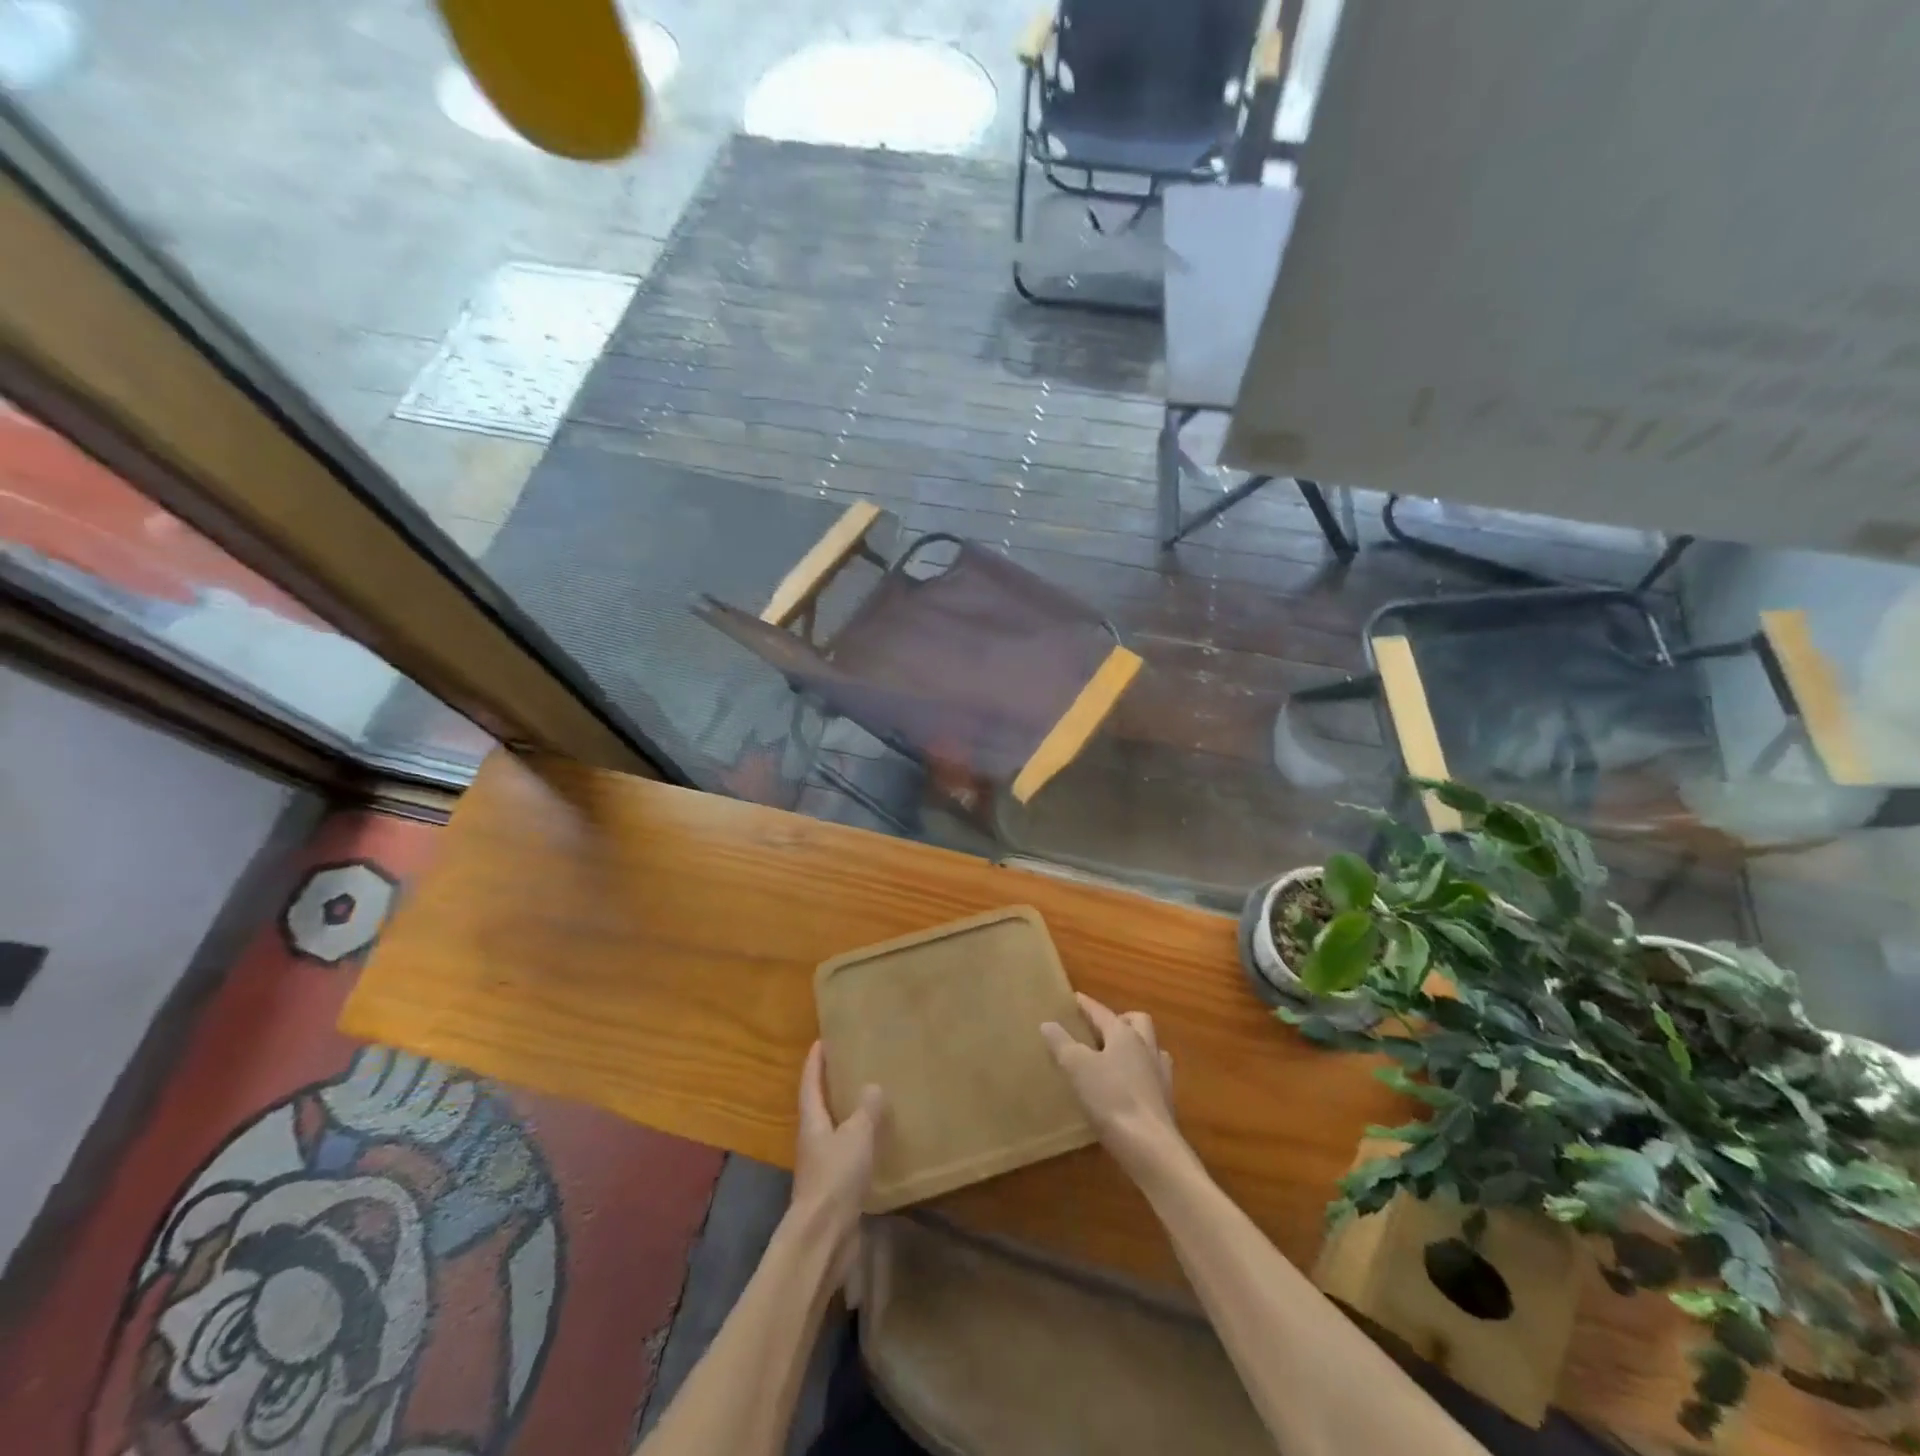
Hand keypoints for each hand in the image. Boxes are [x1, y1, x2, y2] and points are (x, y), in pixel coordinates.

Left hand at [792, 1042, 883, 1243]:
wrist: (823, 1239)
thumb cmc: (835, 1178)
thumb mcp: (856, 1136)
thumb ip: (866, 1110)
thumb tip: (872, 1086)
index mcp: (812, 1122)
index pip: (809, 1084)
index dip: (815, 1062)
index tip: (821, 1041)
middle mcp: (812, 1141)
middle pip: (818, 1108)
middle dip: (830, 1087)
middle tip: (850, 1067)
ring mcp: (822, 1167)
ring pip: (834, 1133)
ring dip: (847, 1117)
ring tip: (869, 1102)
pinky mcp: (835, 1190)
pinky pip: (847, 1157)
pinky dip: (860, 1145)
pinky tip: (878, 1145)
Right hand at [1041, 994, 1180, 1172]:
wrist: (1150, 1147)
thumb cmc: (1111, 1099)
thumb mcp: (1077, 1067)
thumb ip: (1062, 1043)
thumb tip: (1048, 1023)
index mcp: (1125, 1034)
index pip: (1102, 1012)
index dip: (1086, 1005)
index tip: (1074, 998)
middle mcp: (1146, 1048)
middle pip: (1138, 1022)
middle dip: (1120, 1019)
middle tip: (1100, 1028)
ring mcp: (1160, 1074)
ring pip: (1150, 1048)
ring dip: (1135, 1046)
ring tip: (1115, 1057)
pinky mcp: (1165, 1100)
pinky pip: (1153, 1074)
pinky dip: (1140, 1073)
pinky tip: (1127, 1087)